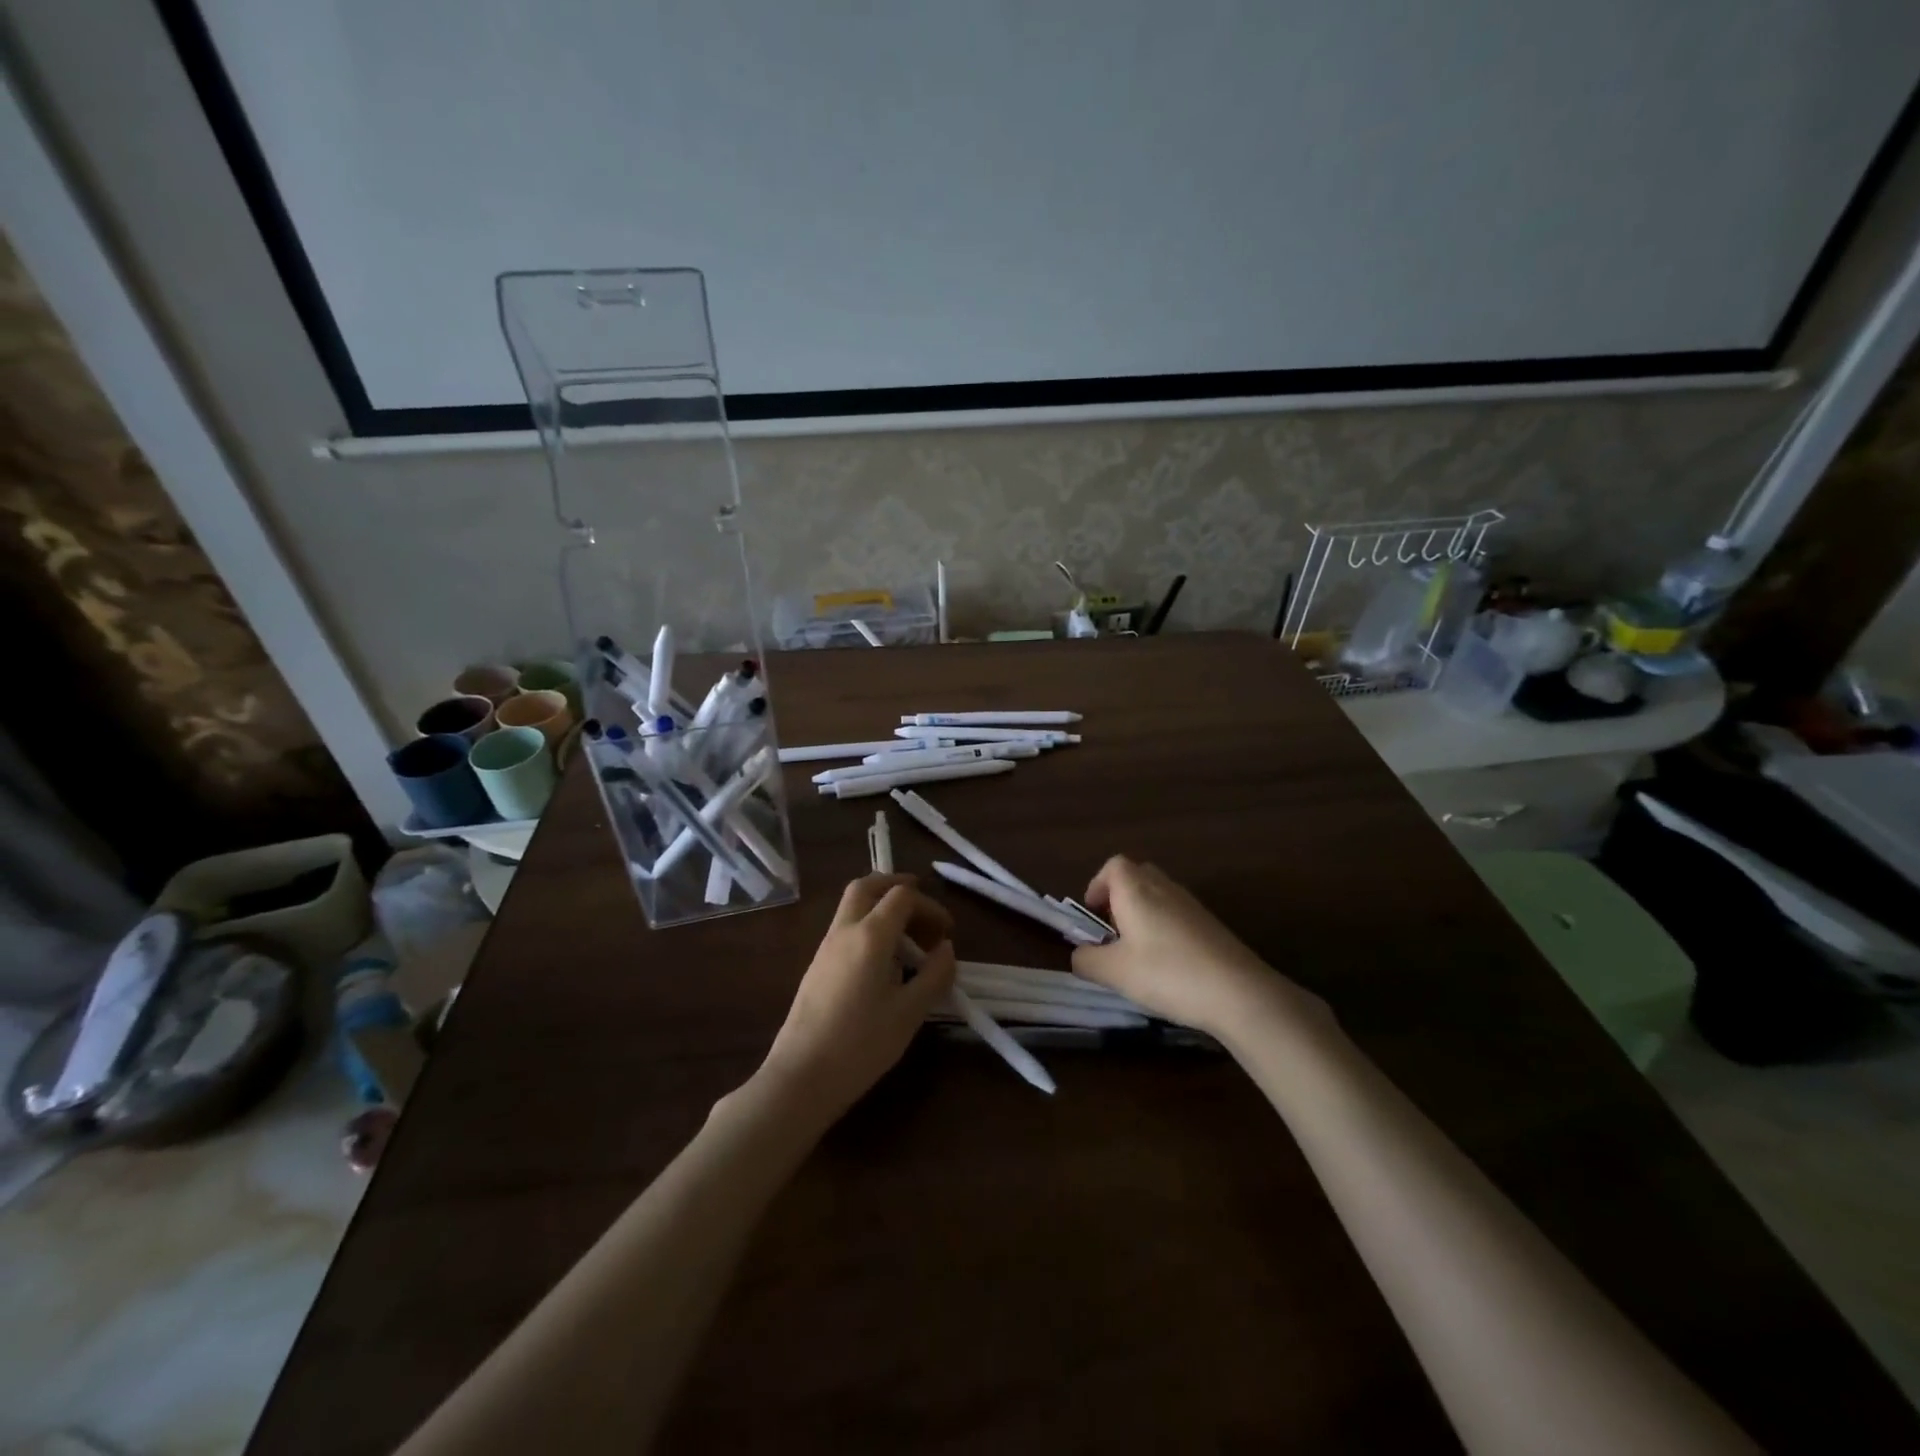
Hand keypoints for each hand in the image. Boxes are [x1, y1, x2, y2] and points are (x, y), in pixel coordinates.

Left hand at [756, 874, 956, 1124]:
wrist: (801, 1076)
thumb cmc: (861, 1044)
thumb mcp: (909, 1013)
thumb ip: (934, 975)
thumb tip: (946, 949)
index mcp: (870, 935)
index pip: (902, 897)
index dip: (930, 906)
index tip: (947, 932)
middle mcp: (845, 930)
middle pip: (868, 886)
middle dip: (897, 886)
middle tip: (921, 905)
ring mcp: (826, 947)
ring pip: (853, 905)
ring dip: (881, 906)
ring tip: (908, 936)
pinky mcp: (817, 965)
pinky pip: (846, 927)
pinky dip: (868, 925)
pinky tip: (884, 960)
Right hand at [1071, 856, 1328, 1039]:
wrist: (1239, 992)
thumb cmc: (1167, 973)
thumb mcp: (1114, 972)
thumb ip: (1087, 960)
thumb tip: (1079, 954)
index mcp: (1136, 890)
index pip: (1113, 866)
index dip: (1098, 885)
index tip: (1093, 915)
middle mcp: (1164, 888)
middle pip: (1137, 876)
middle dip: (1120, 899)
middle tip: (1113, 932)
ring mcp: (1192, 905)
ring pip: (1159, 896)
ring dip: (1143, 915)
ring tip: (1138, 953)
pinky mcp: (1212, 925)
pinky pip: (1178, 915)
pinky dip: (1165, 929)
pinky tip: (1168, 965)